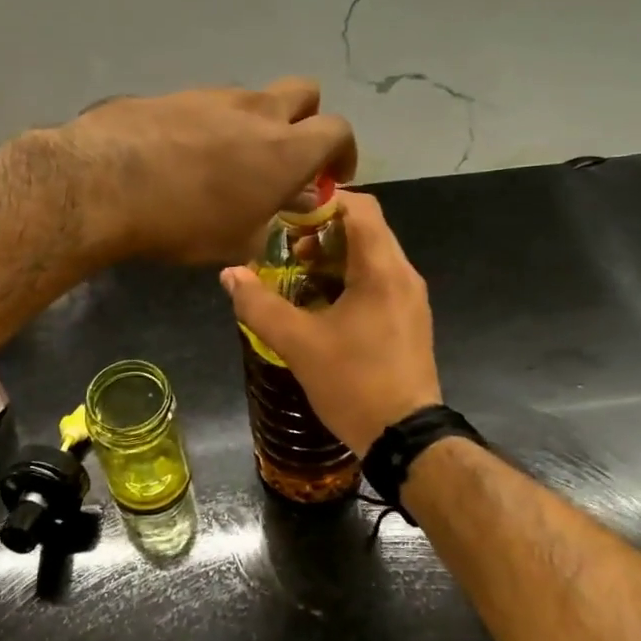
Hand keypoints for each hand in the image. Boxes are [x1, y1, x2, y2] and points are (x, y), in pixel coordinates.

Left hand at [57, 78, 357, 264]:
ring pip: (253, 98)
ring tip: (228, 161)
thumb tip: (283, 204)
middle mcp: (257, 110)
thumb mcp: (237, 240)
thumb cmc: (183, 222)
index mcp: (286, 149)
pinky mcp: (174, 93)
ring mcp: (213, 95)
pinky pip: (208, 104)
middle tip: (288, 155)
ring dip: (254, 123)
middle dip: (307, 119)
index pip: (338, 130)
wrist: (104, 183)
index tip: (331, 177)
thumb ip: (270, 220)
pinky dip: (212, 124)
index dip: (343, 152)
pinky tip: (186, 155)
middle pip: (305, 92)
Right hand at [219, 189, 441, 455]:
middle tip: (286, 249)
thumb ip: (260, 305)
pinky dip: (348, 278)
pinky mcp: (408, 319)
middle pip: (365, 229)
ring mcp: (410, 298)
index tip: (285, 217)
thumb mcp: (298, 344)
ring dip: (333, 256)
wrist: (405, 438)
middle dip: (322, 231)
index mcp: (382, 270)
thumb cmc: (354, 382)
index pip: (359, 207)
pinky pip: (378, 280)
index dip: (321, 203)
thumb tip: (230, 274)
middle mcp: (403, 274)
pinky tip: (320, 304)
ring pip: (371, 255)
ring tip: (298, 276)